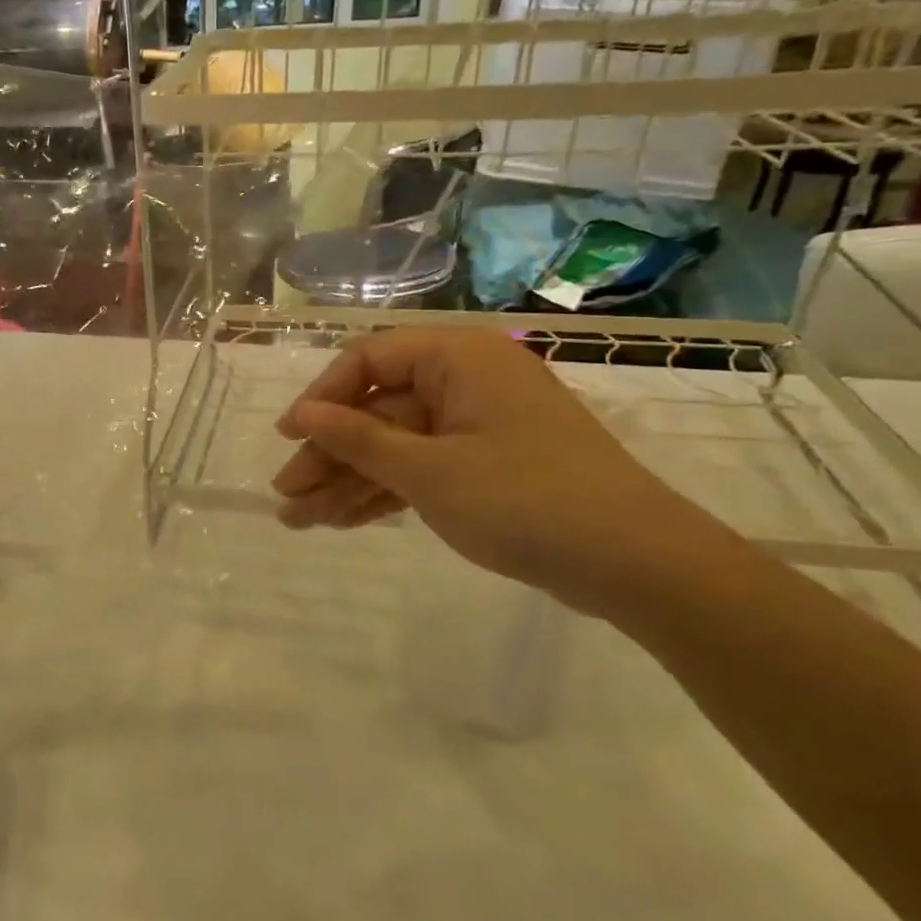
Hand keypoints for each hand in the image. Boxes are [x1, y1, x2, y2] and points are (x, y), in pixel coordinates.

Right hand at [271, 329, 729, 611]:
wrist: (635, 563)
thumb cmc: (524, 499)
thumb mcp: (428, 471)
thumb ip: (358, 439)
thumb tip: (301, 414)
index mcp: (458, 358)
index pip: (369, 360)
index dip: (323, 398)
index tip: (289, 438)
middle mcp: (466, 381)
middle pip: (378, 411)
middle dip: (330, 456)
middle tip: (286, 497)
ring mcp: (477, 426)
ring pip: (396, 446)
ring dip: (349, 482)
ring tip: (300, 520)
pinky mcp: (487, 466)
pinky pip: (422, 469)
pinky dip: (386, 493)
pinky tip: (342, 520)